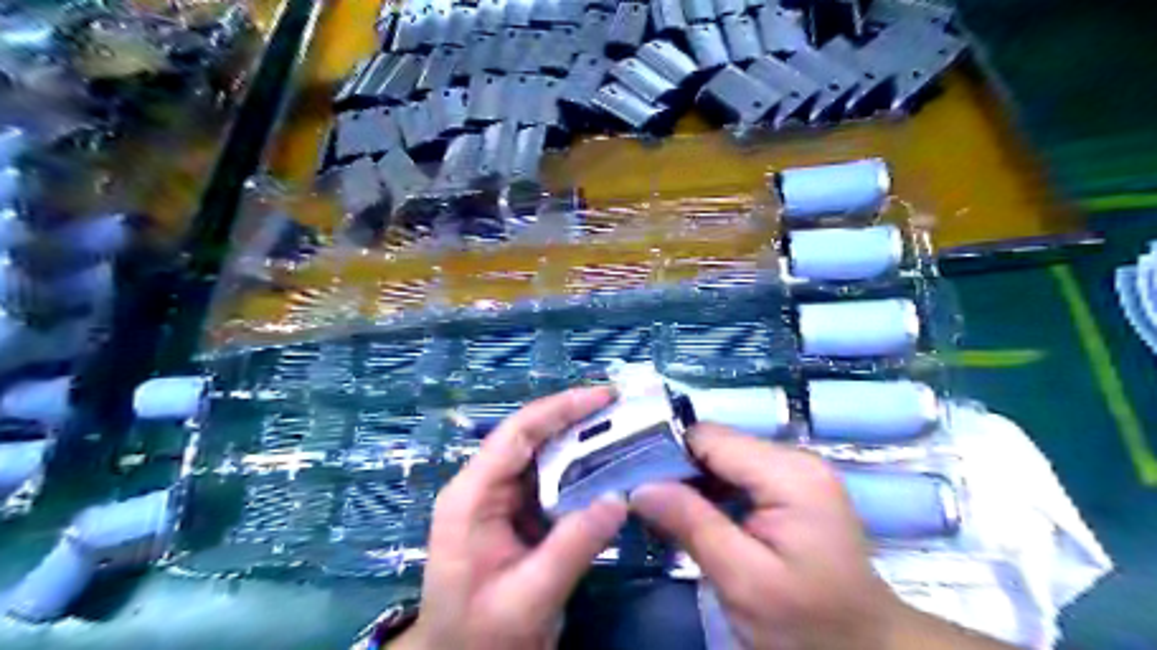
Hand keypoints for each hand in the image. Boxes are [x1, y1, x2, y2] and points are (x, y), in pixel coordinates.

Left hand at [399, 388, 631, 647]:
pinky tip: (607, 468)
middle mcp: (482, 486)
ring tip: (622, 430)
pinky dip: (579, 471)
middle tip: (623, 409)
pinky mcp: (514, 513)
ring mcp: (498, 499)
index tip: (604, 397)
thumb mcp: (529, 597)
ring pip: (542, 456)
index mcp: (472, 496)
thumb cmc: (481, 635)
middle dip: (575, 419)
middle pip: (530, 437)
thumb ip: (572, 547)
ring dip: (580, 442)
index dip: (560, 409)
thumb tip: (620, 498)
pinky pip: (549, 481)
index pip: (517, 435)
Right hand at [630, 423, 886, 648]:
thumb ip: (692, 525)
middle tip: (644, 501)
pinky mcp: (791, 487)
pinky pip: (738, 475)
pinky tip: (696, 515)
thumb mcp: (743, 580)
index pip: (709, 437)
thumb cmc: (807, 622)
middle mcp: (794, 459)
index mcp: (788, 473)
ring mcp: (795, 471)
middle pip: (716, 444)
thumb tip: (641, 487)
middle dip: (678, 469)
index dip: (668, 453)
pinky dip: (712, 492)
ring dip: (692, 482)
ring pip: (723, 458)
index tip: (634, 480)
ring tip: (664, 510)